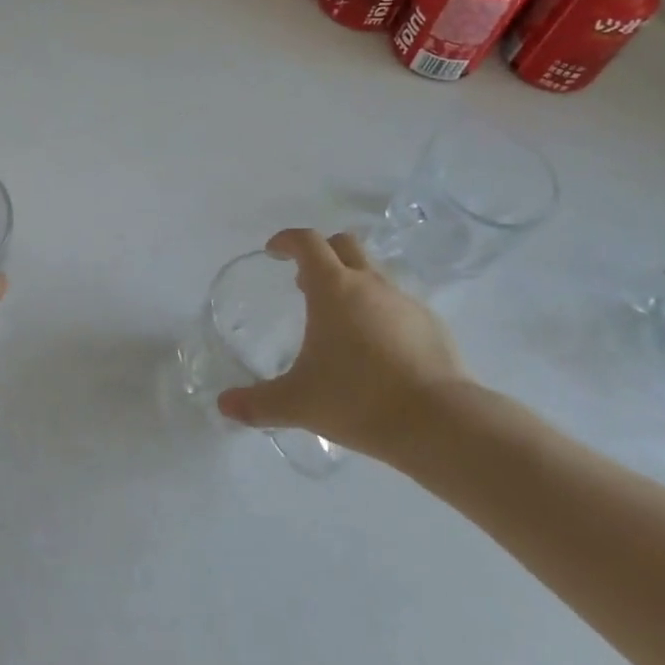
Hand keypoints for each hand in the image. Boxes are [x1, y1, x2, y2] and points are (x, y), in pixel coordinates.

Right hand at [217, 229, 469, 463]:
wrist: (440, 424)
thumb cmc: (358, 400)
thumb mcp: (298, 403)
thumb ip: (257, 402)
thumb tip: (224, 405)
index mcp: (334, 288)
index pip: (307, 242)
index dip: (287, 240)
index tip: (274, 251)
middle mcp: (369, 283)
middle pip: (344, 244)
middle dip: (322, 253)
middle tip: (306, 282)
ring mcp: (404, 301)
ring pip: (373, 273)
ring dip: (352, 283)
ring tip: (340, 321)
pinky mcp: (431, 324)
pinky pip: (397, 303)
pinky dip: (380, 311)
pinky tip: (377, 348)